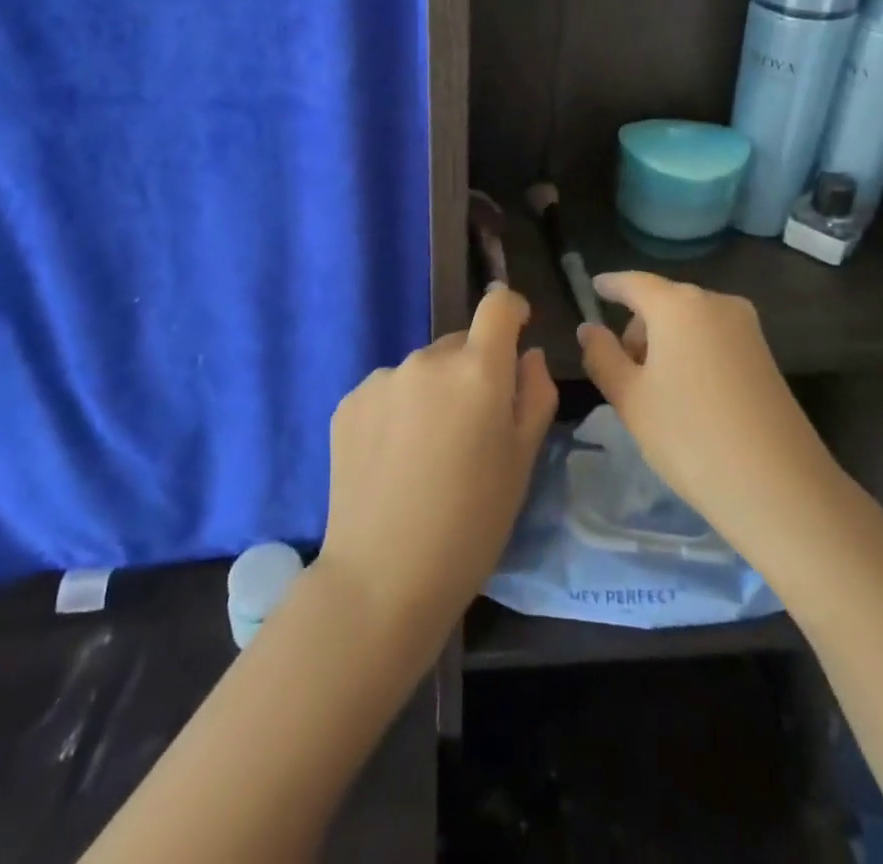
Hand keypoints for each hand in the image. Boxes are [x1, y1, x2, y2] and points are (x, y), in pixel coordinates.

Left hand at [317, 286, 556, 649]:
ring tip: (427, 453)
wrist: (382, 578)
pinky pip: (387, 391)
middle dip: (472, 370)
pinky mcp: (348, 402)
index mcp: (477, 370)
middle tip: (472, 429)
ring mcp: (382, 379)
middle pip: (459, 345)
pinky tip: (393, 460)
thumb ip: (534, 395)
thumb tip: (529, 355)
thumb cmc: (472, 523)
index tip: (516, 335)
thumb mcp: (522, 462)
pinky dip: (398, 411)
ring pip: (422, 370)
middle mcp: (427, 360)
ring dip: (433, 392)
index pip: (498, 305)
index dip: (512, 311)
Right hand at [576, 273, 845, 581]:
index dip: (610, 285)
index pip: (634, 282)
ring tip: (656, 394)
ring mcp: (746, 327)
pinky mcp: (764, 353)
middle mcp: (715, 302)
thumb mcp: (630, 399)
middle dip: (638, 327)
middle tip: (622, 374)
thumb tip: (589, 328)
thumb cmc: (690, 436)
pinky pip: (713, 338)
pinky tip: (688, 397)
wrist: (779, 486)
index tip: (594, 287)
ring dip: (666, 343)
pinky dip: (692, 353)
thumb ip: (602, 356)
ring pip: (690, 321)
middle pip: (663, 302)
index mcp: (678, 305)